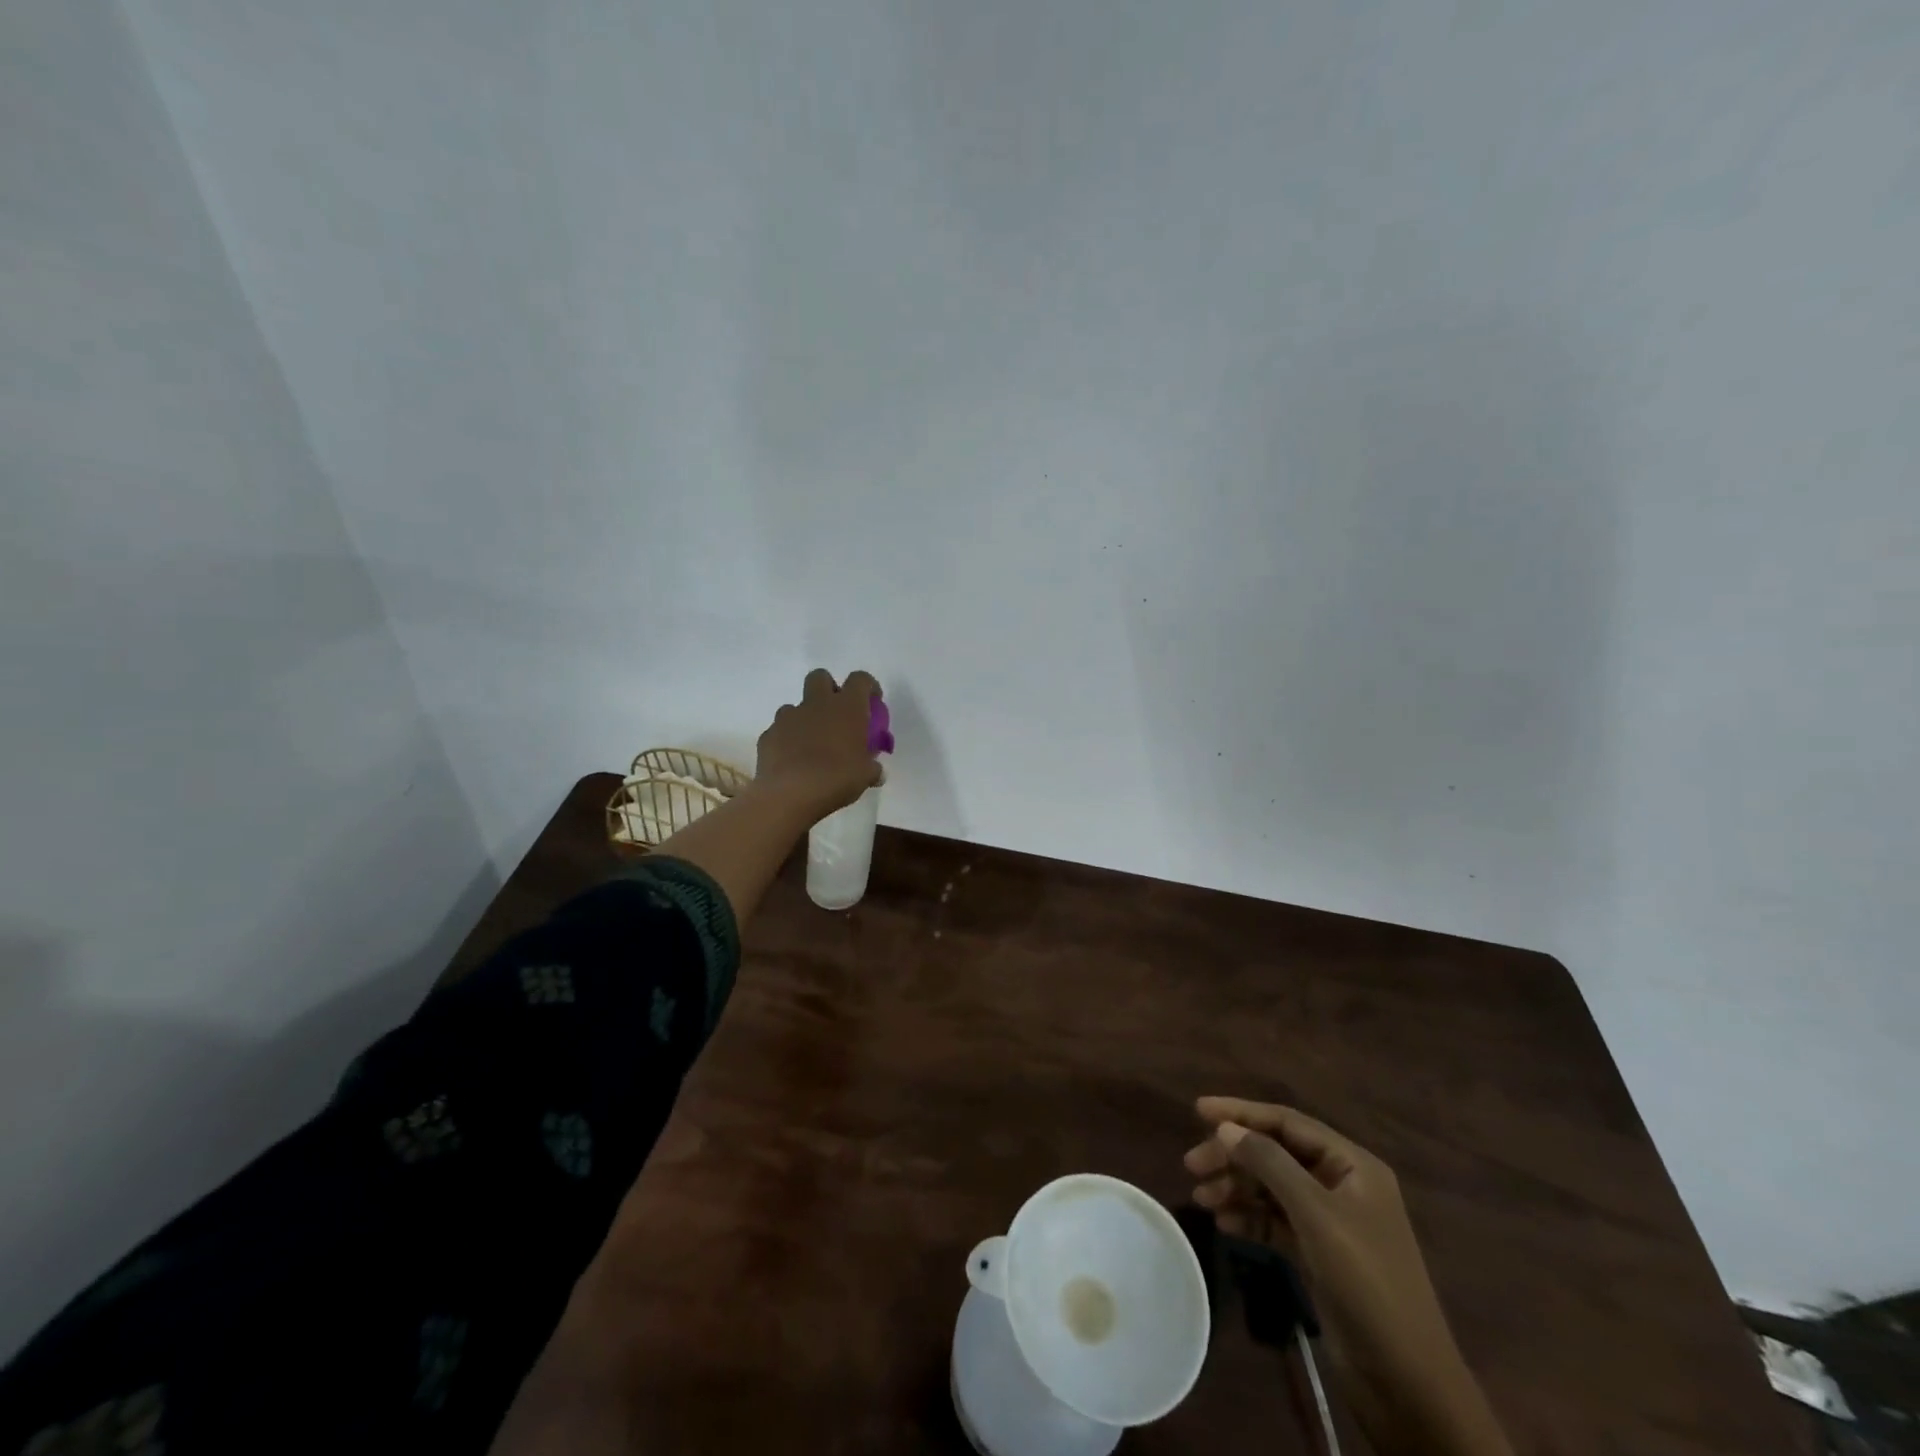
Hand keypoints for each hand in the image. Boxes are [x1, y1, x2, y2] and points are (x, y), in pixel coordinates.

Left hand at [753, 669, 884, 823]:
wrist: (791, 793)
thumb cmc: (837, 778)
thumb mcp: (865, 776)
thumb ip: (872, 769)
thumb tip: (876, 772)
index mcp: (847, 707)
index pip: (860, 679)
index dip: (868, 686)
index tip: (872, 702)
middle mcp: (817, 704)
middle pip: (820, 677)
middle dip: (829, 689)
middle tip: (837, 714)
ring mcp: (789, 717)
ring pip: (796, 705)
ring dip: (806, 718)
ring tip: (812, 744)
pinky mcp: (768, 734)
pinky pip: (780, 730)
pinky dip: (787, 740)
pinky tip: (792, 761)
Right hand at [1186, 1098, 1511, 1455]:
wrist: (1408, 1384)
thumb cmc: (1366, 1283)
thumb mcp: (1315, 1215)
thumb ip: (1269, 1164)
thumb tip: (1226, 1128)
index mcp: (1352, 1165)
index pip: (1288, 1122)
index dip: (1242, 1112)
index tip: (1198, 1110)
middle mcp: (1341, 1184)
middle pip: (1275, 1153)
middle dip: (1233, 1155)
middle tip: (1192, 1165)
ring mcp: (1331, 1222)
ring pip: (1272, 1188)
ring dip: (1236, 1188)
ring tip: (1200, 1198)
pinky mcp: (1320, 1255)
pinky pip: (1276, 1221)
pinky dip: (1249, 1219)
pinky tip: (1223, 1224)